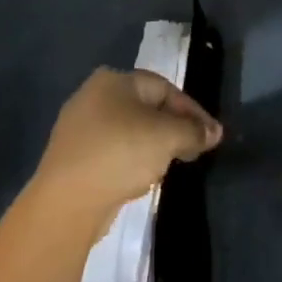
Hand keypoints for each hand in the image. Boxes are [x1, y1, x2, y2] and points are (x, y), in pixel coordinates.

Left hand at [32, 68, 221, 231]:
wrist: (67, 201)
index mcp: (113, 81)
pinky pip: (112, 151)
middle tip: (194, 150)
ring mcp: (78, 128)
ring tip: (171, 165)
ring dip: (154, 145)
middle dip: (174, 128)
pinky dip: (132, 160)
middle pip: (146, 108)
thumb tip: (214, 132)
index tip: (211, 135)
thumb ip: (194, 131)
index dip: (192, 111)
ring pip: (129, 131)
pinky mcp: (72, 157)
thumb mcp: (168, 137)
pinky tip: (141, 178)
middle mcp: (92, 96)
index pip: (165, 89)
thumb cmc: (121, 153)